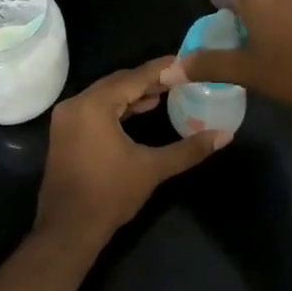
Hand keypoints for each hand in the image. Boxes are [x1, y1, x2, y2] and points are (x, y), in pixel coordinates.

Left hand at [34, 58, 227, 254]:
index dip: (161, 69)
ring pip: (106, 95)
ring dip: (133, 93)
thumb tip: (225, 135)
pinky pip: (96, 108)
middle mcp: (76, 104)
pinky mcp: (66, 132)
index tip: (184, 61)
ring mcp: (67, 118)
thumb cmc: (109, 195)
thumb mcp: (152, 169)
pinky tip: (140, 110)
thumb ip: (188, 149)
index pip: (134, 77)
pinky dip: (118, 107)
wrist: (68, 230)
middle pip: (118, 82)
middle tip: (178, 76)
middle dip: (148, 79)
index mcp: (94, 105)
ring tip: (165, 92)